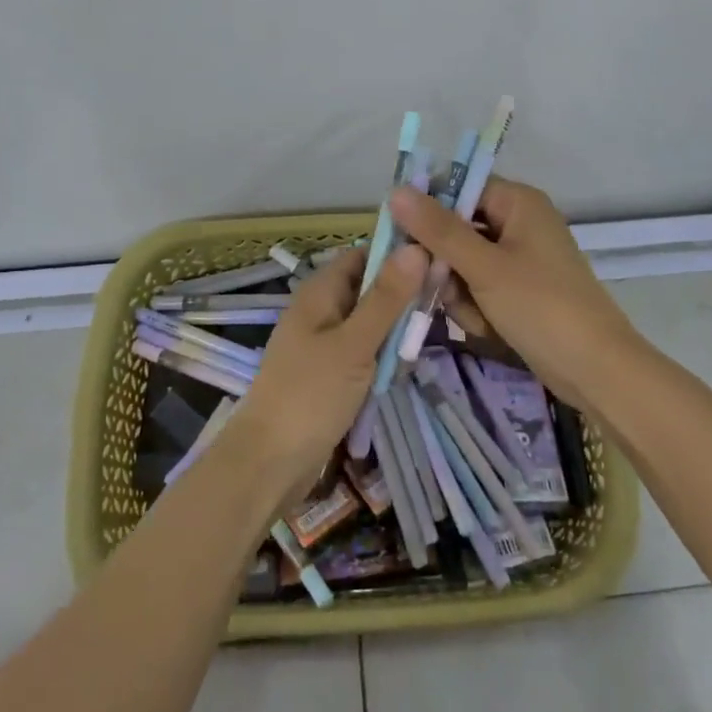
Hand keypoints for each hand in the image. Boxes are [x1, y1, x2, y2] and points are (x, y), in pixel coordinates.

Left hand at [227, 243, 426, 497]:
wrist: (269, 464)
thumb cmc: (311, 395)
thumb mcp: (355, 344)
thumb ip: (386, 298)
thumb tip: (416, 247)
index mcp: (320, 291)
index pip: (364, 254)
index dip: (398, 255)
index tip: (439, 261)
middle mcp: (320, 310)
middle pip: (369, 288)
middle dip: (402, 297)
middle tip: (443, 304)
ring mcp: (323, 343)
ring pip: (369, 323)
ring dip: (395, 331)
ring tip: (427, 337)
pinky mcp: (328, 373)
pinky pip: (362, 351)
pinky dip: (381, 357)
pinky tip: (403, 367)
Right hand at [388, 177, 644, 410]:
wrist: (596, 370)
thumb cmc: (542, 307)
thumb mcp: (484, 267)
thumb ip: (438, 230)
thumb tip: (395, 191)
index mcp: (517, 202)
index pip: (458, 187)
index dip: (428, 210)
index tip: (403, 240)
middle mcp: (518, 222)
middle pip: (456, 228)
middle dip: (446, 265)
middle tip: (443, 290)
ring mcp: (519, 257)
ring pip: (462, 263)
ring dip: (460, 292)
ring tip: (478, 317)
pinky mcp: (518, 288)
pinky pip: (479, 286)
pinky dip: (477, 307)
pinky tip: (487, 328)